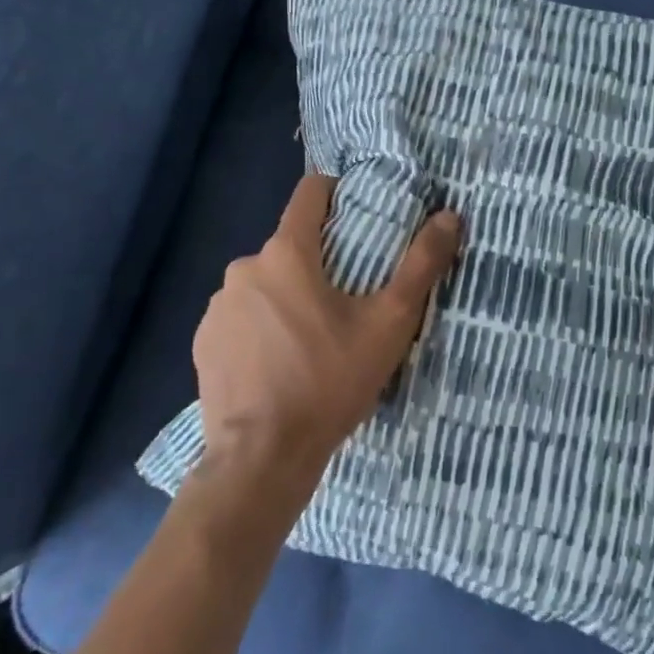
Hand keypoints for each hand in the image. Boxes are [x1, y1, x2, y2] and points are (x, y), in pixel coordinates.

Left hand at [192, 174, 460, 503]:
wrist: (260, 461)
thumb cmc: (328, 381)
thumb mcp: (389, 323)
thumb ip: (421, 265)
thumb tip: (450, 216)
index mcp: (286, 253)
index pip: (310, 192)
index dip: (337, 195)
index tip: (357, 218)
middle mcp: (244, 268)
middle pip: (290, 244)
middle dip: (317, 260)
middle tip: (347, 298)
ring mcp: (217, 307)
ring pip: (264, 282)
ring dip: (286, 295)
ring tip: (313, 337)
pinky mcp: (203, 343)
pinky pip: (240, 317)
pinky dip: (259, 327)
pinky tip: (278, 364)